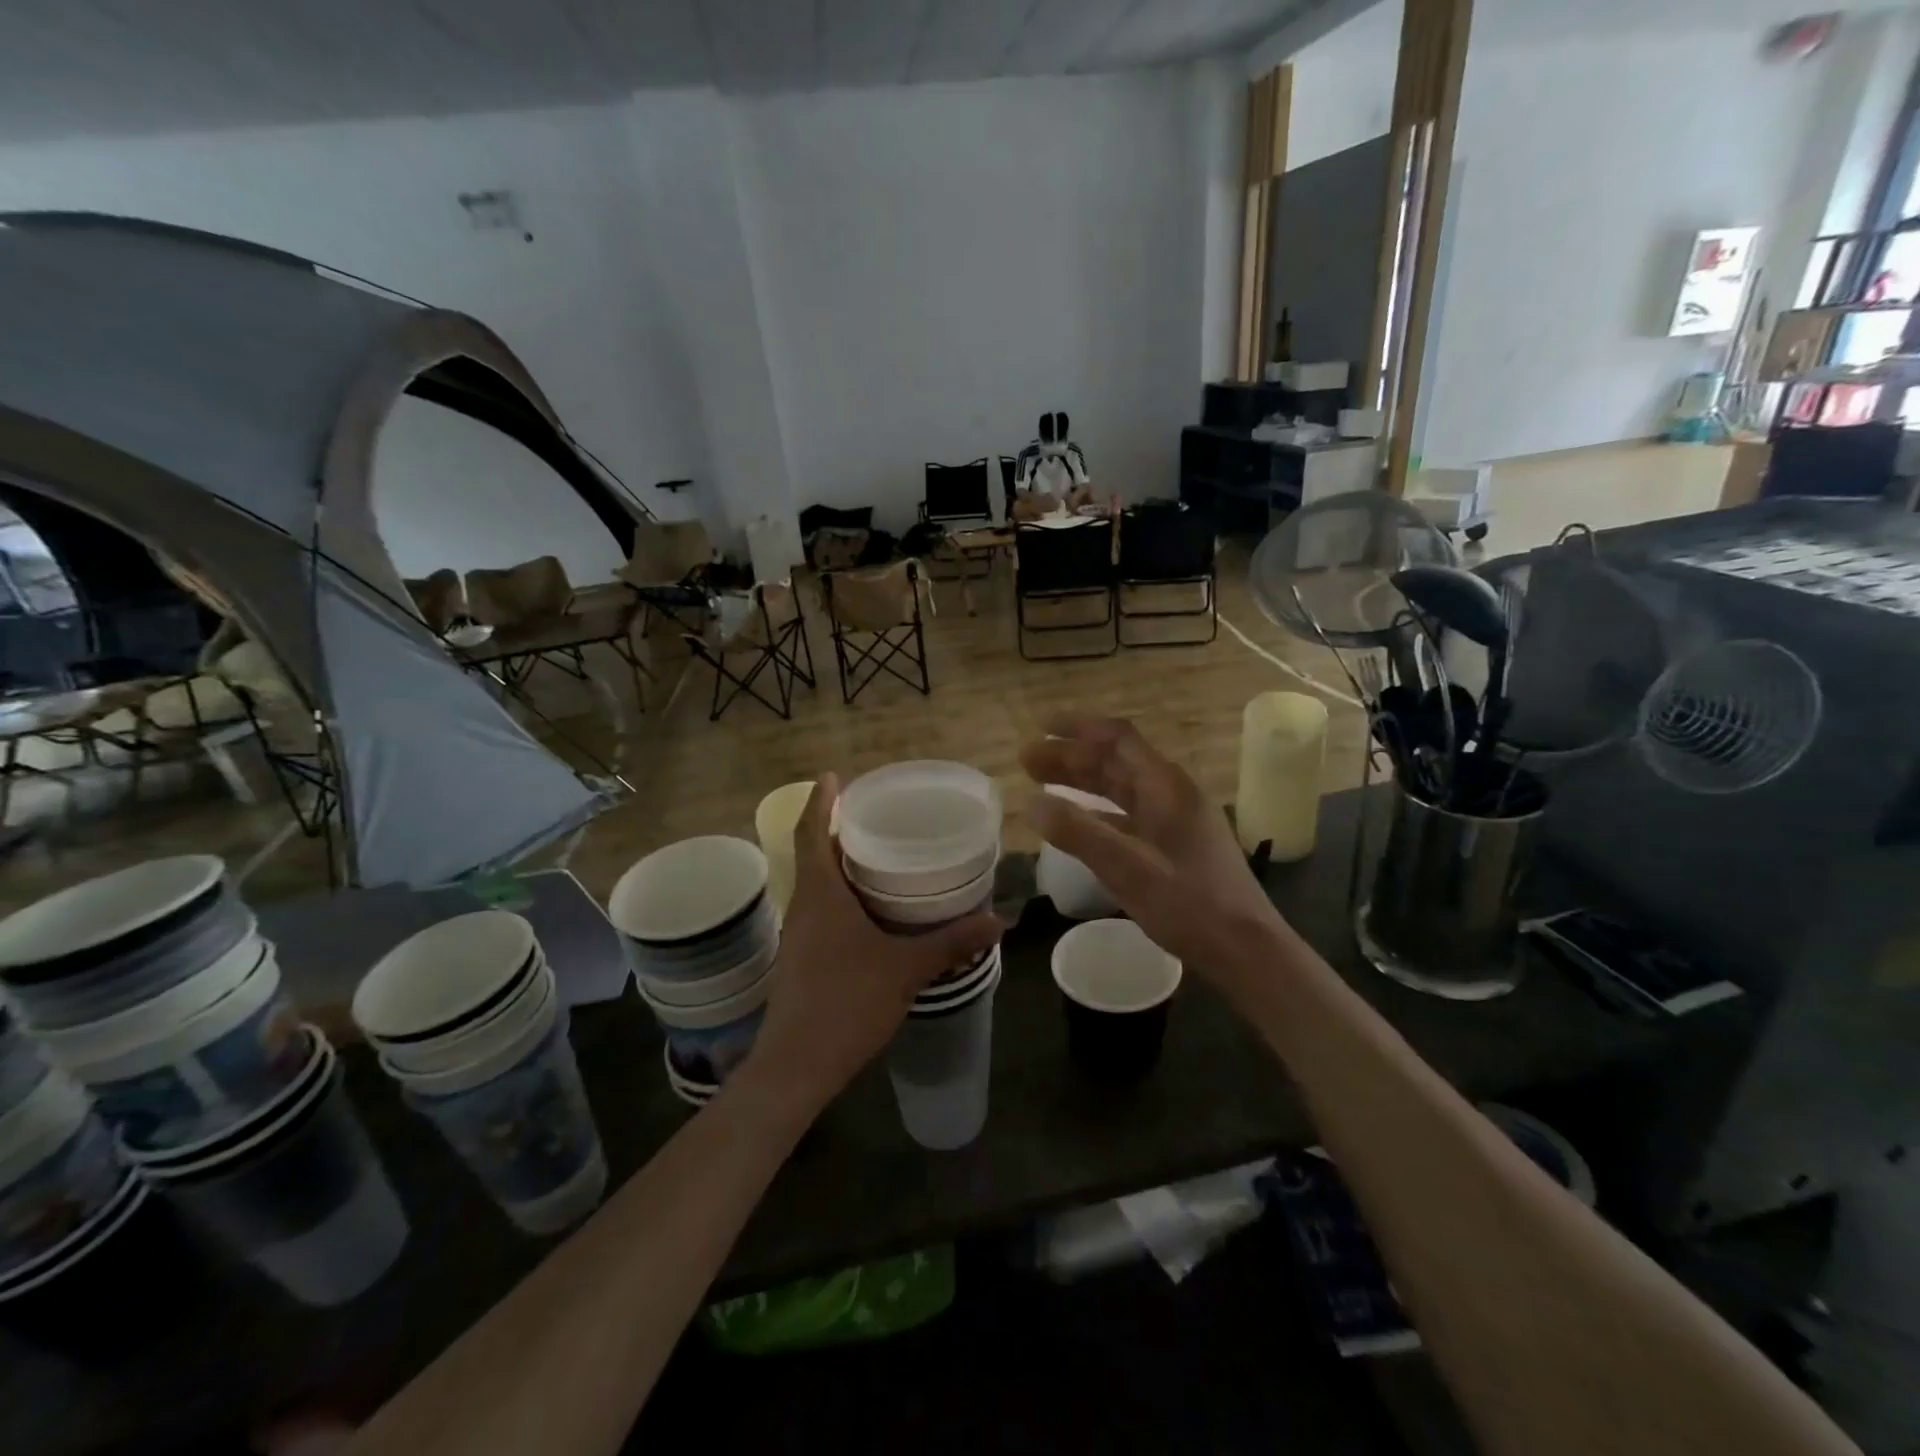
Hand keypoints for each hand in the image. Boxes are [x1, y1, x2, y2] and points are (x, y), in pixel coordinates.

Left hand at [748, 775, 1002, 1109]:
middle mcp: (802, 906)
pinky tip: (870, 909)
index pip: (810, 832)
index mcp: (820, 894)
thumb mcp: (905, 969)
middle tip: (874, 813)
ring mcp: (797, 934)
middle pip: (813, 853)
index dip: (819, 801)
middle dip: (835, 828)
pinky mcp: (801, 957)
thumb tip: (999, 921)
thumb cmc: (846, 1003)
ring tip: (877, 853)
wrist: (796, 1066)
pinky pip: (819, 909)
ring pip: (816, 883)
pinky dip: (840, 894)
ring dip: (838, 863)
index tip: (834, 776)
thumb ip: (951, 943)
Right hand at [1022, 717, 1288, 987]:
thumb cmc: (1189, 905)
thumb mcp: (1127, 868)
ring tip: (1042, 784)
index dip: (1078, 729)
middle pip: (1116, 761)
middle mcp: (1172, 793)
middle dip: (1071, 757)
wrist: (1246, 948)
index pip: (1118, 739)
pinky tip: (1077, 822)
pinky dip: (1098, 811)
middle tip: (1027, 762)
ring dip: (1082, 781)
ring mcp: (1176, 819)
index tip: (1040, 729)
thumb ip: (1078, 833)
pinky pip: (1129, 814)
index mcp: (1166, 787)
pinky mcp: (1176, 845)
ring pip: (1122, 788)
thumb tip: (1031, 802)